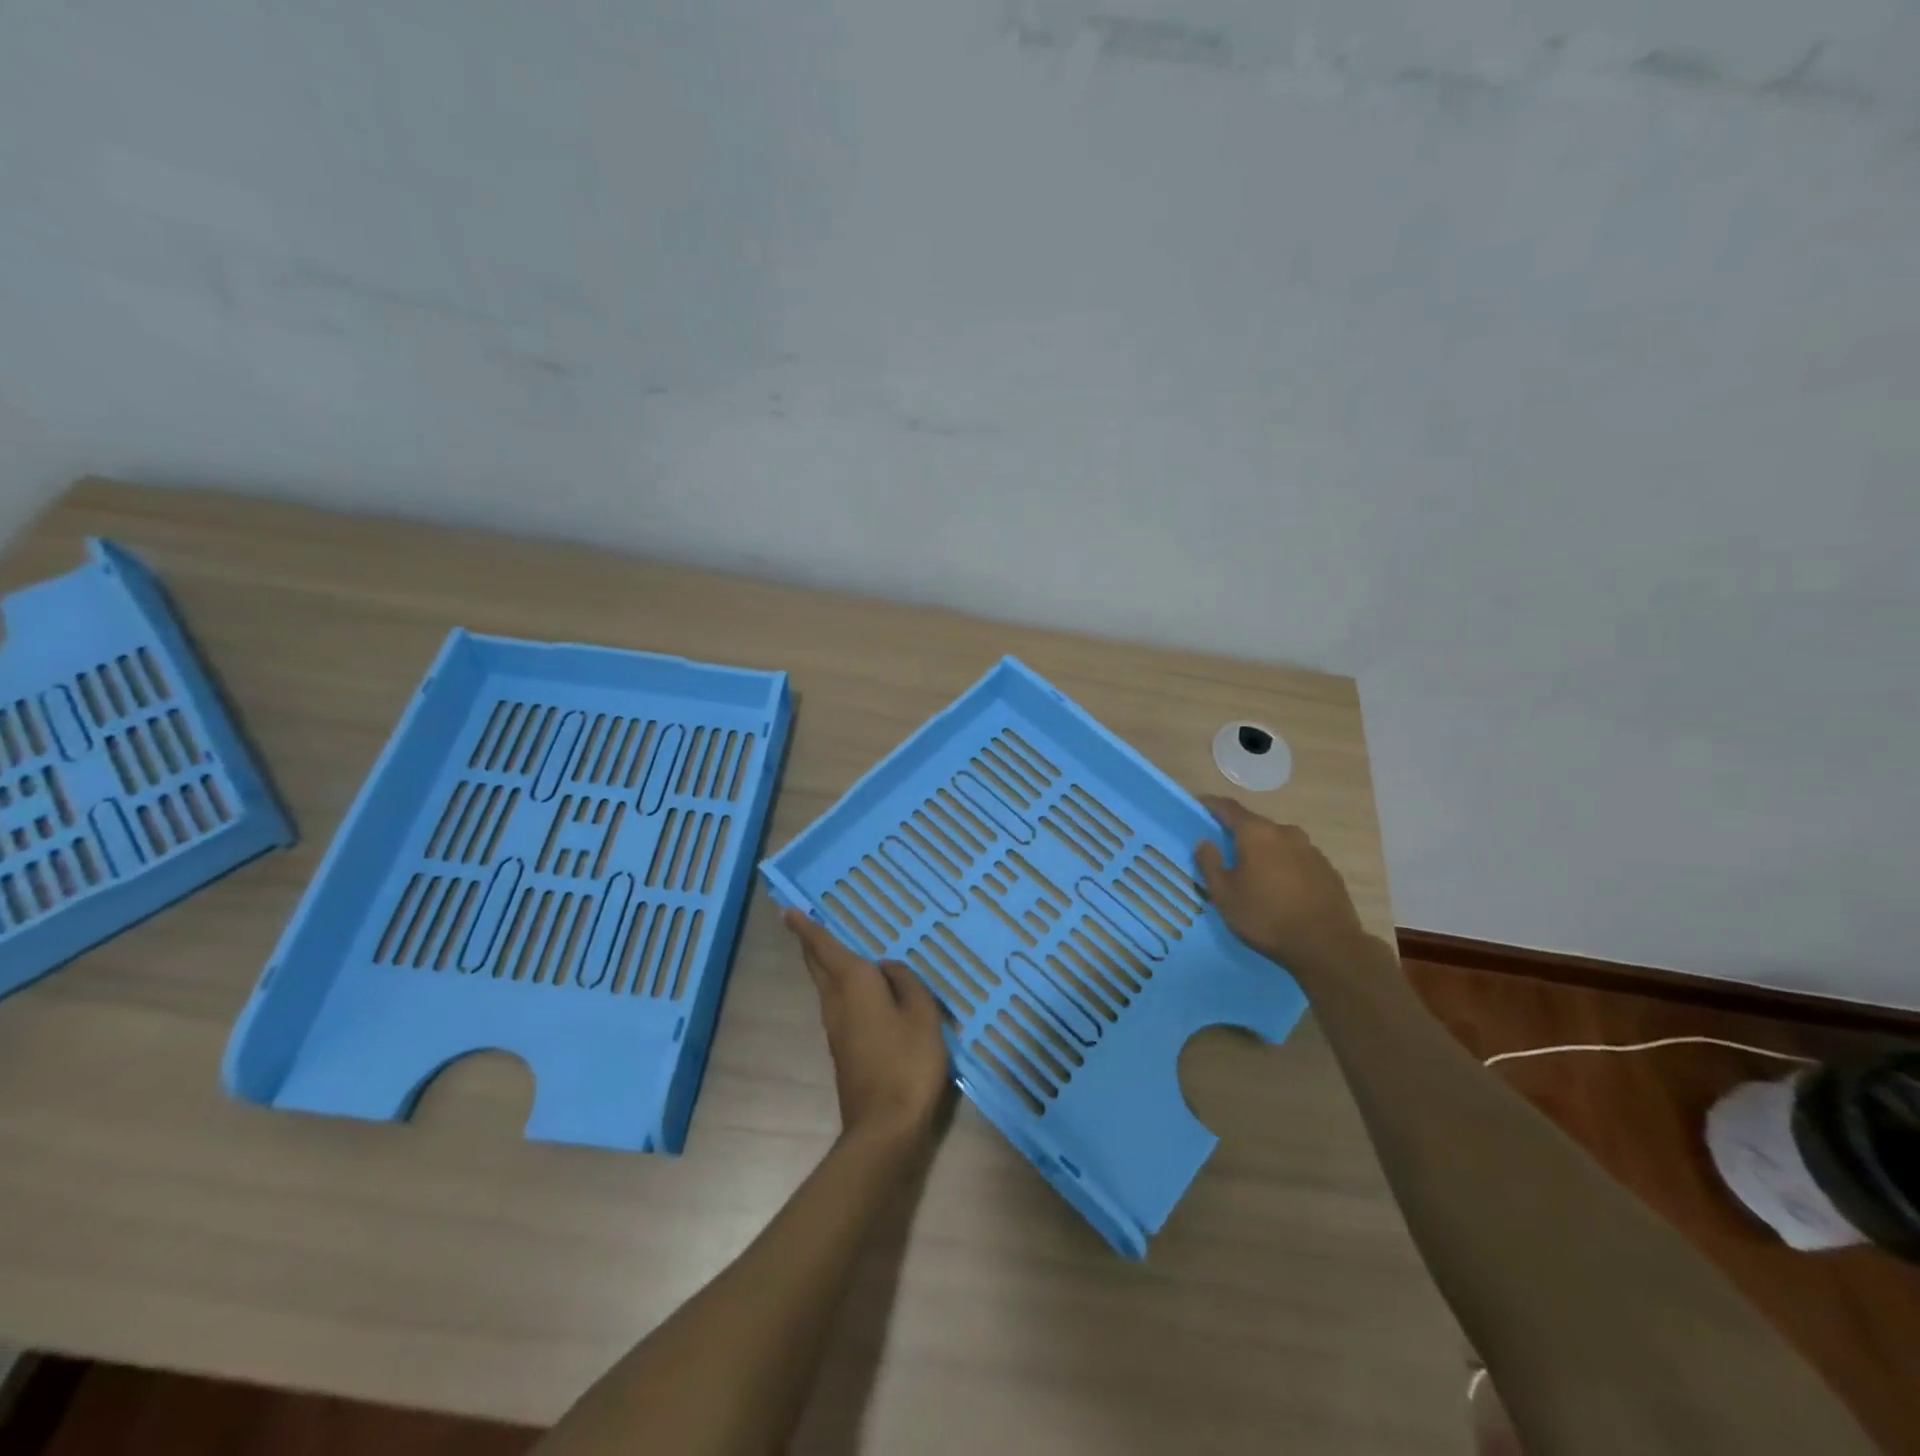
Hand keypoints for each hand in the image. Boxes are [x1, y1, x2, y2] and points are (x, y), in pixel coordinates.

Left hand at [783, 909, 951, 1152]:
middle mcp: (837, 1001)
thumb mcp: (921, 1013)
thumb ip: (906, 982)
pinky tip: (860, 989)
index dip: (807, 928)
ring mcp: (836, 1028)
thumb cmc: (907, 1062)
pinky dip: (841, 985)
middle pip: (817, 966)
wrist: (885, 1126)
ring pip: (825, 986)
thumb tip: (887, 968)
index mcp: (854, 984)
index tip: (787, 911)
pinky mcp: (843, 1048)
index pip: (825, 948)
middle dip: (810, 944)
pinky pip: (838, 1003)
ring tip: (834, 948)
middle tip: (804, 924)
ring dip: (824, 964)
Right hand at [1194, 796, 1365, 970]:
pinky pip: (1298, 859)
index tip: (1200, 805)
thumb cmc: (1266, 916)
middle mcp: (1286, 833)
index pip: (1229, 808)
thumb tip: (1205, 842)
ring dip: (1264, 850)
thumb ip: (1210, 863)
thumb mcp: (1224, 894)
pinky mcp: (1328, 870)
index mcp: (1257, 833)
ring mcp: (1311, 850)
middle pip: (1256, 825)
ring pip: (1279, 842)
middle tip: (1225, 849)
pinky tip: (1281, 888)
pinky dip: (1284, 865)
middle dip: (1239, 833)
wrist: (1327, 946)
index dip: (1212, 805)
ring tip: (1254, 872)